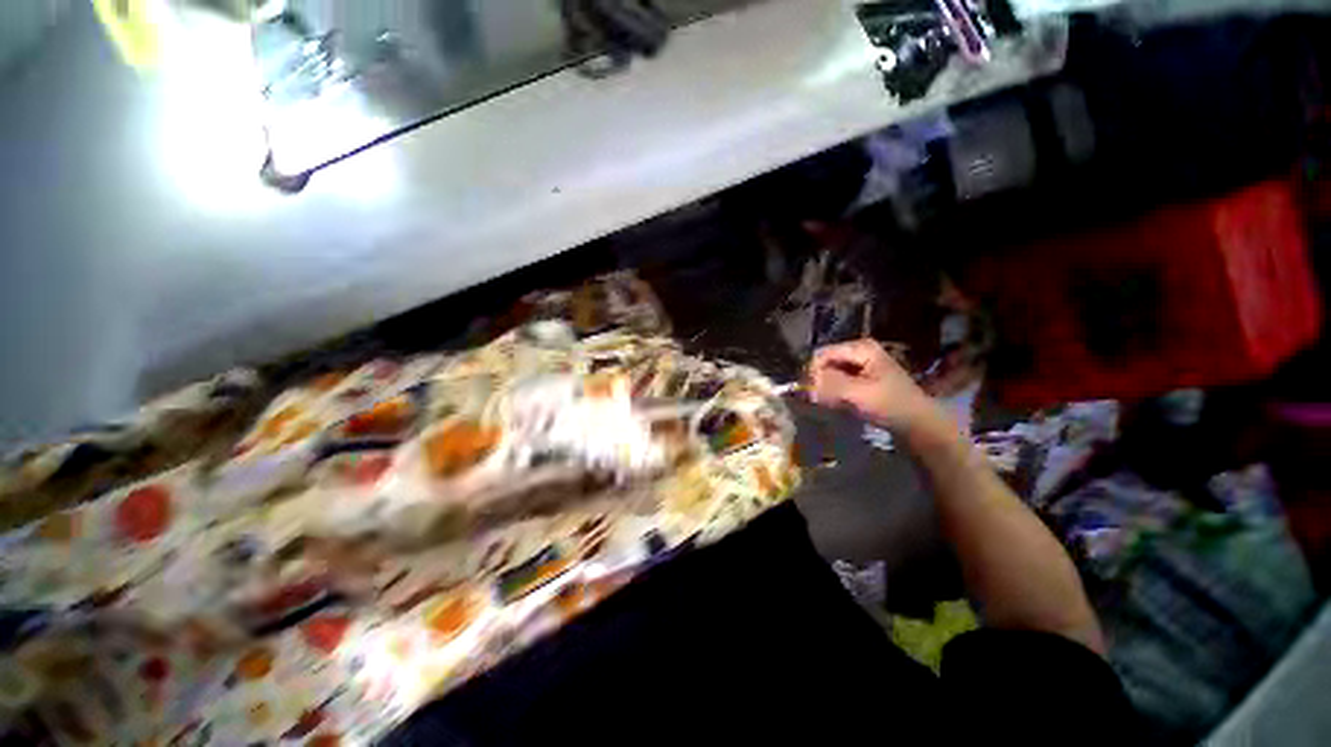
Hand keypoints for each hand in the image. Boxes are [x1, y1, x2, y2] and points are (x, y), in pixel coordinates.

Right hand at [807, 339, 944, 431]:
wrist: (916, 422)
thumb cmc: (891, 404)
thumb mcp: (860, 393)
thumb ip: (832, 384)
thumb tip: (807, 383)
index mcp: (860, 348)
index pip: (823, 354)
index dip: (813, 371)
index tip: (810, 391)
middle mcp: (857, 351)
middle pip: (825, 362)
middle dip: (818, 380)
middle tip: (816, 400)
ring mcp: (858, 365)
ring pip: (828, 373)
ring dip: (824, 388)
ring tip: (826, 403)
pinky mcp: (858, 378)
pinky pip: (835, 381)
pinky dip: (831, 392)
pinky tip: (833, 404)